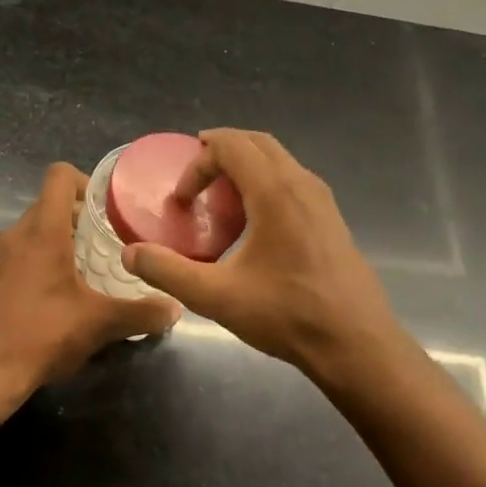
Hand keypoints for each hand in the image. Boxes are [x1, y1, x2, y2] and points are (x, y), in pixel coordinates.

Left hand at [0, 163, 181, 391]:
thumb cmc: (43, 334)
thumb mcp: (100, 324)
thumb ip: (141, 313)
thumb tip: (175, 309)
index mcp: (42, 231)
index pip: (59, 176)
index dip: (84, 183)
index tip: (103, 210)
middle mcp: (13, 235)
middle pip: (46, 208)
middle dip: (75, 223)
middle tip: (101, 251)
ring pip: (27, 236)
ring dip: (52, 248)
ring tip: (76, 280)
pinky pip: (10, 261)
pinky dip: (30, 270)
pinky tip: (44, 305)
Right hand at [122, 129, 399, 375]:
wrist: (355, 343)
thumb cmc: (287, 315)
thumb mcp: (217, 296)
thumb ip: (168, 271)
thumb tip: (130, 254)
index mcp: (275, 192)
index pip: (231, 145)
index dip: (198, 163)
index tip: (182, 201)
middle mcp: (302, 184)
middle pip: (257, 143)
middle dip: (220, 153)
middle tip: (194, 181)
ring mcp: (322, 200)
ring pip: (279, 160)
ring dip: (245, 167)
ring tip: (220, 199)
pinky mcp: (331, 219)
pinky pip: (293, 181)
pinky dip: (266, 183)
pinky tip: (254, 224)